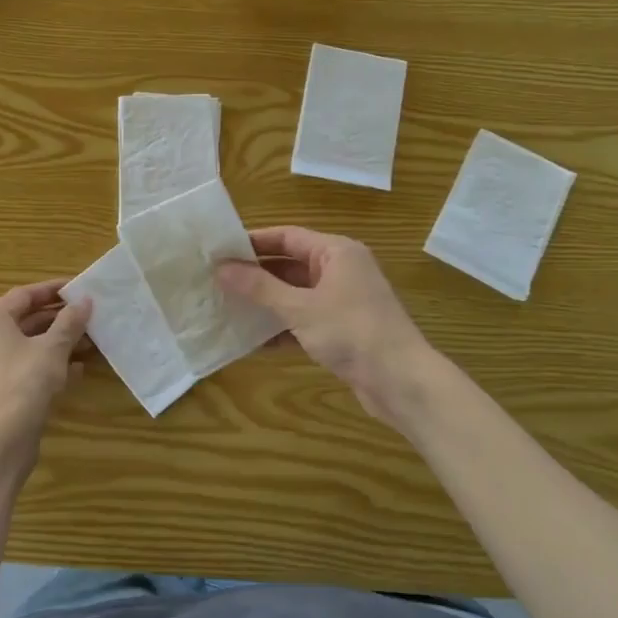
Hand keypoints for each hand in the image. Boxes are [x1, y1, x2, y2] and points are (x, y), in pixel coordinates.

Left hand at [0, 281, 91, 474]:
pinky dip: (48, 366)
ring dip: (58, 344)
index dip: (54, 289)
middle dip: (60, 319)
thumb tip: (85, 301)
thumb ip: (70, 322)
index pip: (25, 294)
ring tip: (90, 344)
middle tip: (89, 317)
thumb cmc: (23, 384)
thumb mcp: (52, 349)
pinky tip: (77, 372)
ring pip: (27, 347)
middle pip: (25, 320)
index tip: (80, 288)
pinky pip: (24, 369)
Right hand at [217, 227, 434, 424]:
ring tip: (227, 307)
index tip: (220, 250)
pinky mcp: (341, 330)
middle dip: (255, 274)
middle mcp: (341, 270)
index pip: (287, 236)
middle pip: (290, 264)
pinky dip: (281, 328)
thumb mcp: (300, 307)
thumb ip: (259, 287)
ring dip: (265, 303)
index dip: (253, 242)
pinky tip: (252, 341)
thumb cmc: (351, 331)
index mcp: (336, 252)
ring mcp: (342, 301)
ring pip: (295, 294)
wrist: (400, 381)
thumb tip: (221, 269)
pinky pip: (304, 320)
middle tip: (217, 280)